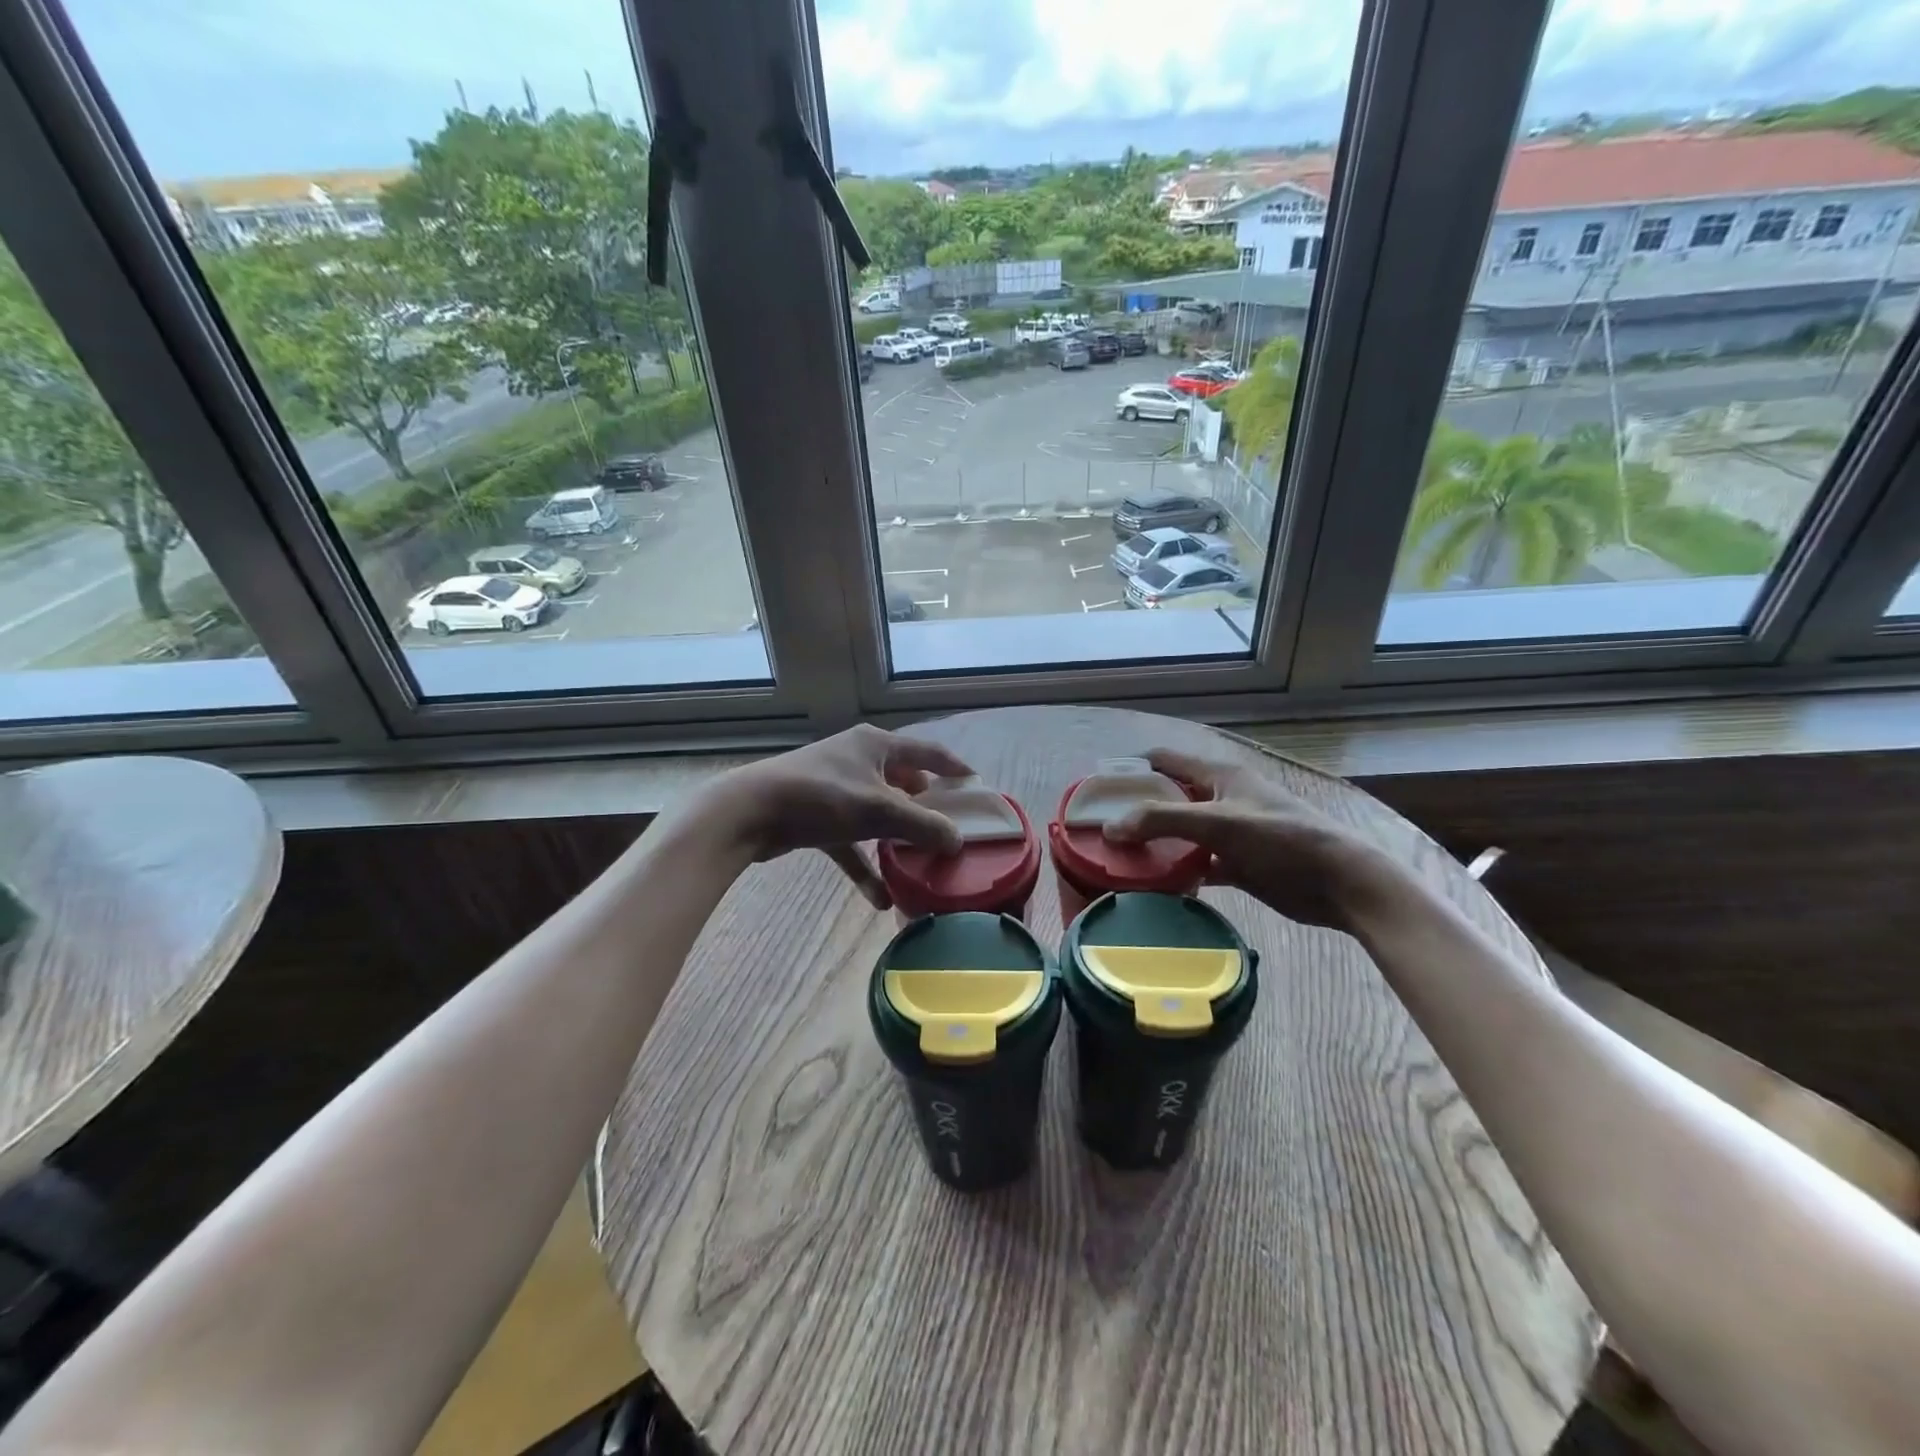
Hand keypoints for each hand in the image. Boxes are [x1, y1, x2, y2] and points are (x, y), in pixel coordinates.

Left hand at [703, 725, 973, 908]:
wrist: (749, 812)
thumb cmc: (821, 797)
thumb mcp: (879, 810)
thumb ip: (923, 825)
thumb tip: (958, 841)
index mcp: (875, 745)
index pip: (927, 752)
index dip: (953, 768)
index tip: (976, 785)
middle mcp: (858, 761)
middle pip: (903, 783)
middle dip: (925, 808)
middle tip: (951, 829)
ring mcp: (836, 790)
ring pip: (878, 815)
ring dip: (897, 840)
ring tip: (922, 861)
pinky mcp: (818, 819)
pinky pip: (852, 844)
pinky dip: (866, 866)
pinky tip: (881, 899)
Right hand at [1105, 747, 1419, 932]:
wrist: (1340, 884)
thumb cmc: (1282, 840)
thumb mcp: (1220, 823)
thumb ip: (1163, 820)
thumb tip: (1110, 828)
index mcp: (1219, 776)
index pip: (1165, 761)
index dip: (1132, 769)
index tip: (1098, 790)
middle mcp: (1221, 799)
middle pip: (1168, 799)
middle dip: (1136, 811)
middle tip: (1100, 830)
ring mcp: (1229, 833)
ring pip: (1180, 834)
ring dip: (1154, 845)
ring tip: (1117, 860)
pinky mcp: (1237, 864)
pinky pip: (1196, 864)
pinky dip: (1176, 872)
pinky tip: (1153, 886)